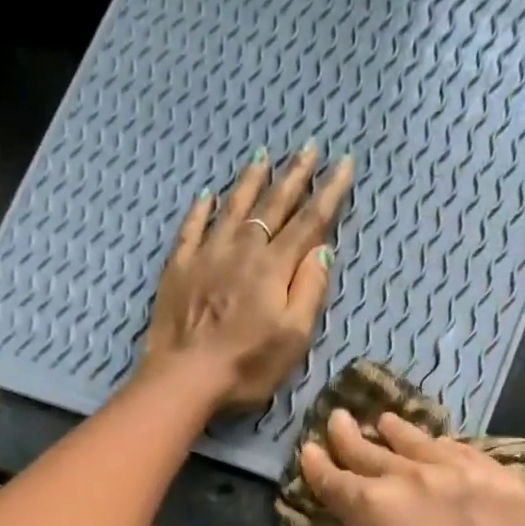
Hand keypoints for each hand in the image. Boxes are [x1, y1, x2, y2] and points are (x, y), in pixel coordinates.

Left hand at [140, 145, 354, 415]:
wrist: (184, 378)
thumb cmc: (246, 366)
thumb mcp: (293, 337)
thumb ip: (309, 290)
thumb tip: (322, 249)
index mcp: (274, 268)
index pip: (309, 222)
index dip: (329, 193)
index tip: (345, 163)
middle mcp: (242, 250)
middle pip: (272, 206)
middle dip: (294, 176)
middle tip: (309, 147)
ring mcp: (207, 256)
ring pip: (232, 208)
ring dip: (250, 182)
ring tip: (263, 157)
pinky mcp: (179, 269)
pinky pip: (191, 229)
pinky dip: (201, 210)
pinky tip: (207, 196)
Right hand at [300, 409, 524, 525]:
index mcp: (371, 505)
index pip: (334, 478)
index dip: (317, 465)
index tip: (308, 449)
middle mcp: (413, 476)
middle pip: (373, 451)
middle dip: (350, 437)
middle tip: (338, 418)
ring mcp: (462, 473)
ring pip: (421, 443)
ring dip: (398, 432)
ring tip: (386, 421)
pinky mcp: (501, 482)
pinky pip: (466, 454)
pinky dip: (444, 450)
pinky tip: (438, 446)